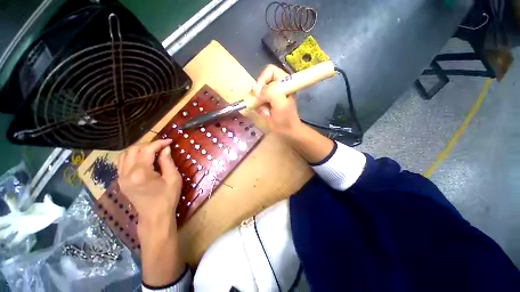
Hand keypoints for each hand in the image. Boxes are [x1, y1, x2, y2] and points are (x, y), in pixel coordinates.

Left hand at [117, 139, 181, 235]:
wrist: (155, 216)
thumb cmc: (167, 197)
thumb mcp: (173, 178)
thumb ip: (167, 161)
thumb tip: (165, 148)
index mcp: (140, 173)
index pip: (147, 150)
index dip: (159, 143)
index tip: (169, 141)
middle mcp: (126, 174)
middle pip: (133, 150)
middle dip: (148, 144)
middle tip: (161, 146)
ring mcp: (121, 178)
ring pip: (124, 154)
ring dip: (138, 149)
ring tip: (152, 150)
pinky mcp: (120, 181)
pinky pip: (122, 162)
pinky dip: (132, 156)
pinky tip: (143, 158)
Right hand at [252, 64, 303, 139]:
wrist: (286, 131)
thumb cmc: (286, 119)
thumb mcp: (280, 105)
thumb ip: (271, 93)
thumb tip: (258, 91)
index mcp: (284, 81)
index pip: (269, 71)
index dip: (262, 79)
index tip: (259, 93)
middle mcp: (277, 84)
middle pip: (261, 81)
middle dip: (259, 93)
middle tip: (259, 103)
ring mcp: (271, 93)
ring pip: (257, 91)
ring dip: (258, 102)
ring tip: (265, 111)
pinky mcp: (266, 100)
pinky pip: (256, 99)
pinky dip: (258, 106)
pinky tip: (264, 113)